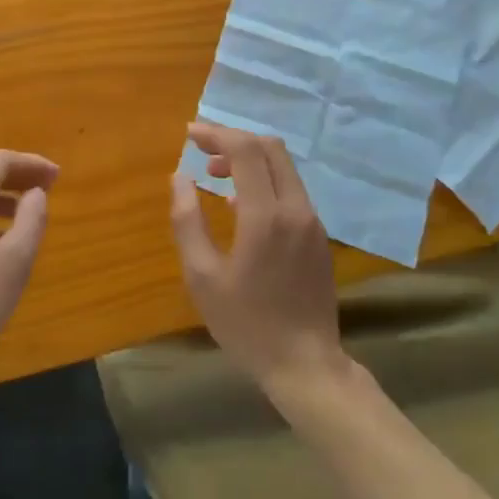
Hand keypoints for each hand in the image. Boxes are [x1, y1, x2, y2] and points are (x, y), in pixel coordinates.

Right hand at [169, 123, 350, 404]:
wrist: (306, 364)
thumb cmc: (247, 324)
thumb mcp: (203, 277)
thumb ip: (187, 221)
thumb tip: (179, 177)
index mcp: (265, 216)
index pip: (245, 150)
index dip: (216, 134)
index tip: (189, 134)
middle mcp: (295, 208)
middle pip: (270, 148)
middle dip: (234, 140)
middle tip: (203, 153)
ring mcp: (312, 221)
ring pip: (284, 167)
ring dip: (250, 160)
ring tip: (216, 178)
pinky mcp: (319, 235)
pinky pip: (291, 190)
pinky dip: (265, 181)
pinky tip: (241, 208)